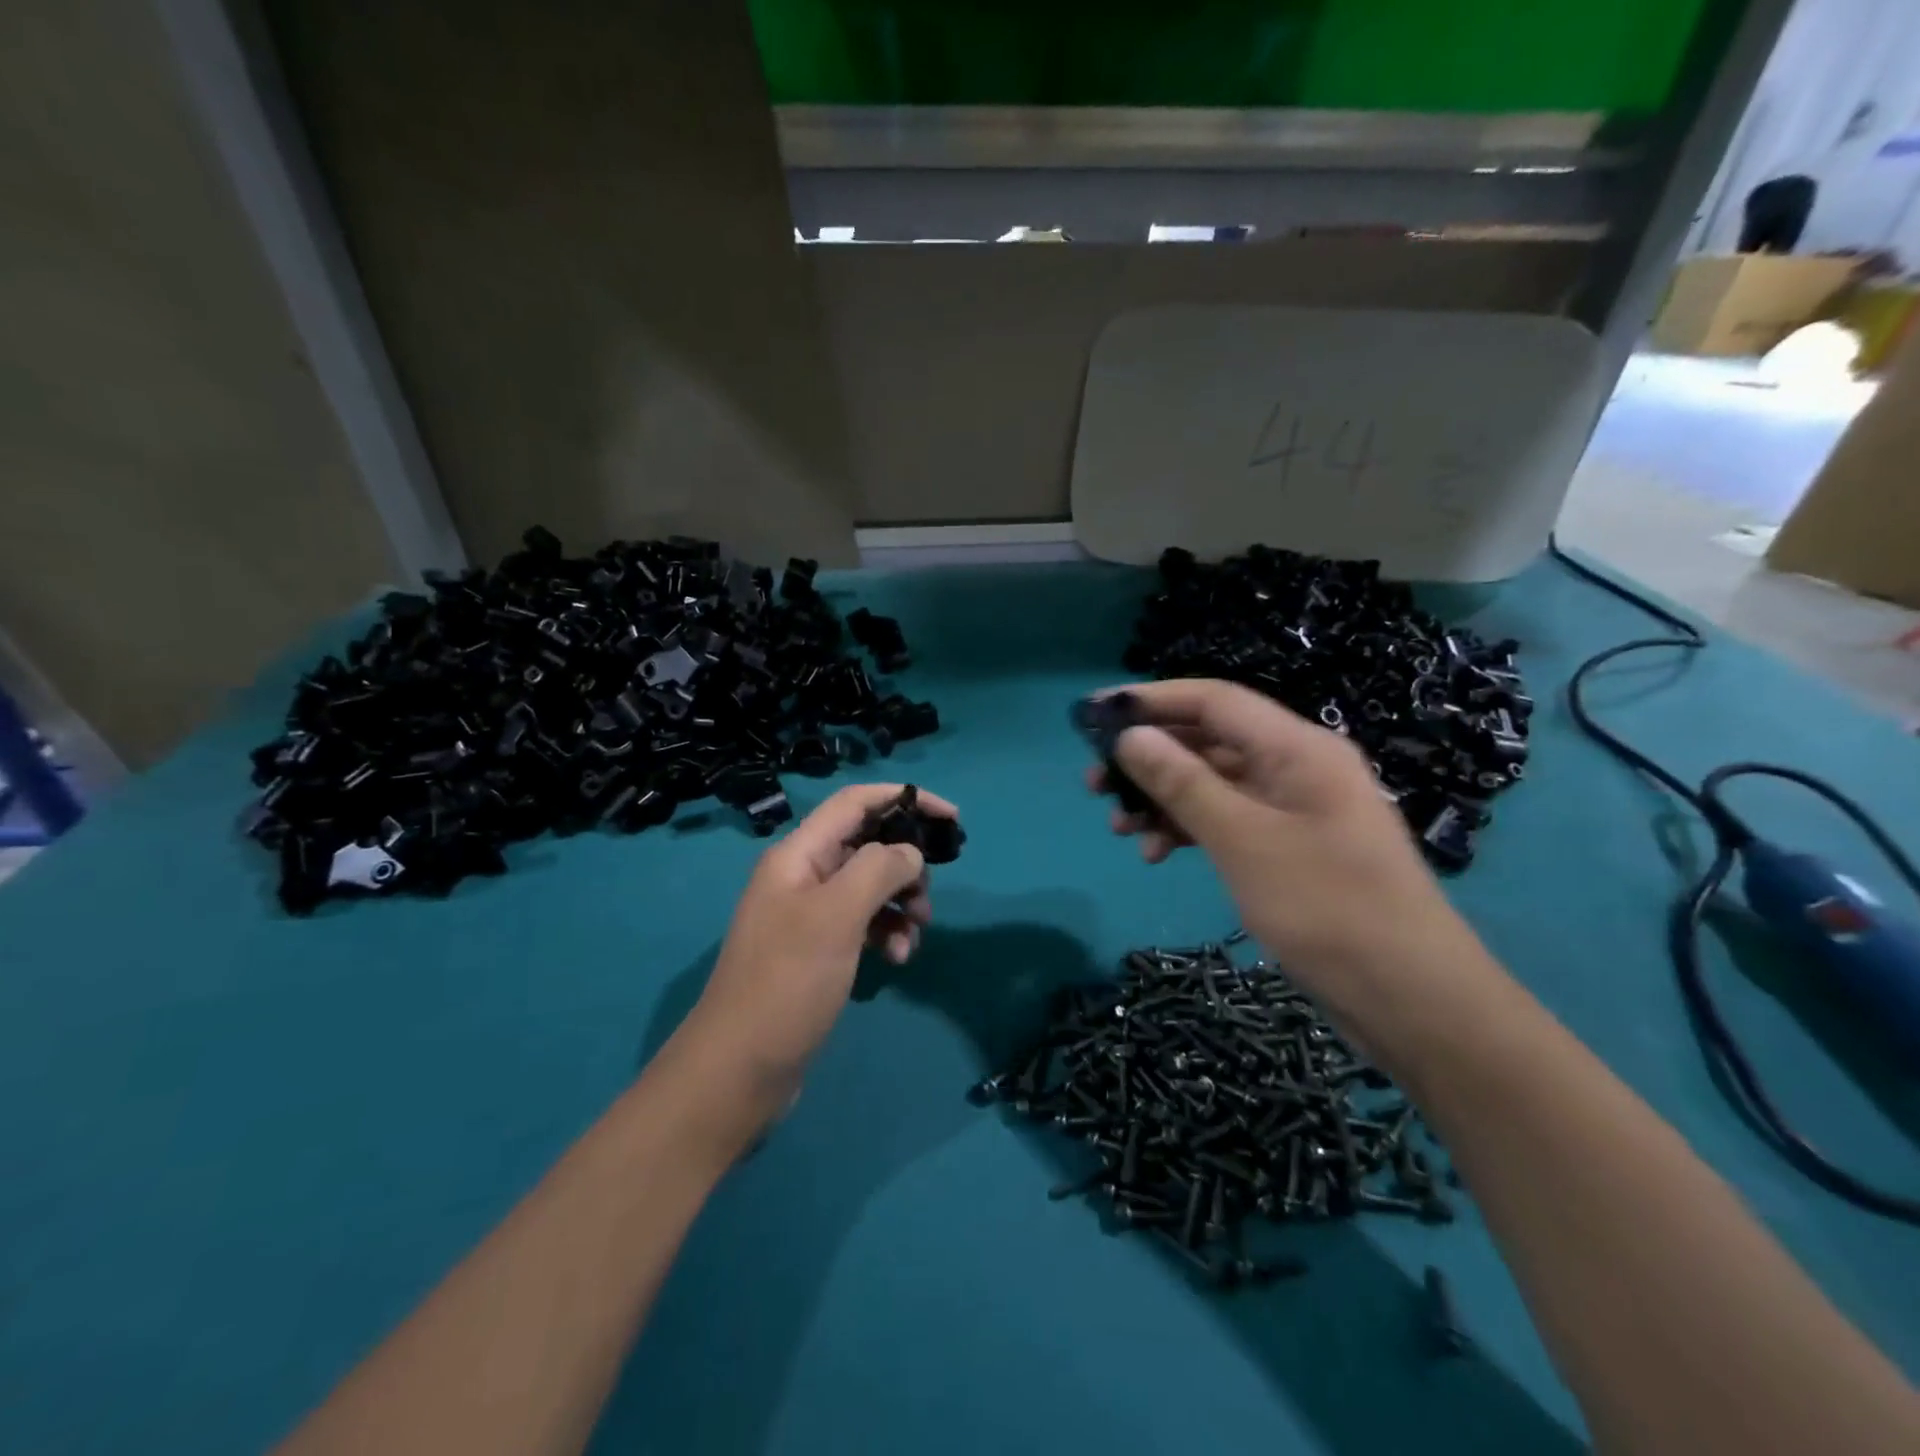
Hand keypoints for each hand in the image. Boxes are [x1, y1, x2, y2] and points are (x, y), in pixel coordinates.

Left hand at [677, 783, 957, 1118]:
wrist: (739, 1069)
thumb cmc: (788, 982)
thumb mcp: (837, 916)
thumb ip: (879, 870)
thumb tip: (910, 855)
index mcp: (799, 854)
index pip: (856, 802)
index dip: (904, 798)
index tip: (952, 817)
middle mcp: (803, 875)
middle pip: (868, 845)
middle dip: (906, 866)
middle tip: (928, 900)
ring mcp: (809, 914)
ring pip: (870, 887)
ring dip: (901, 904)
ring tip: (914, 938)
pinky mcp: (817, 949)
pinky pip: (863, 923)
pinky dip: (886, 932)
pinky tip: (896, 959)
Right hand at [1090, 680, 1462, 995]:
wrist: (1412, 1000)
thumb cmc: (1328, 909)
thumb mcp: (1243, 841)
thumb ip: (1183, 783)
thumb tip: (1131, 736)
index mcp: (1297, 748)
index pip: (1214, 701)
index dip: (1151, 700)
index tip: (1095, 713)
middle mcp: (1296, 767)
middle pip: (1209, 741)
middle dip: (1150, 758)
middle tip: (1095, 784)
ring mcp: (1294, 809)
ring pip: (1213, 784)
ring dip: (1163, 799)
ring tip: (1119, 828)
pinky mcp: (1289, 847)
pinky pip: (1228, 820)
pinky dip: (1190, 830)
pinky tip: (1156, 854)